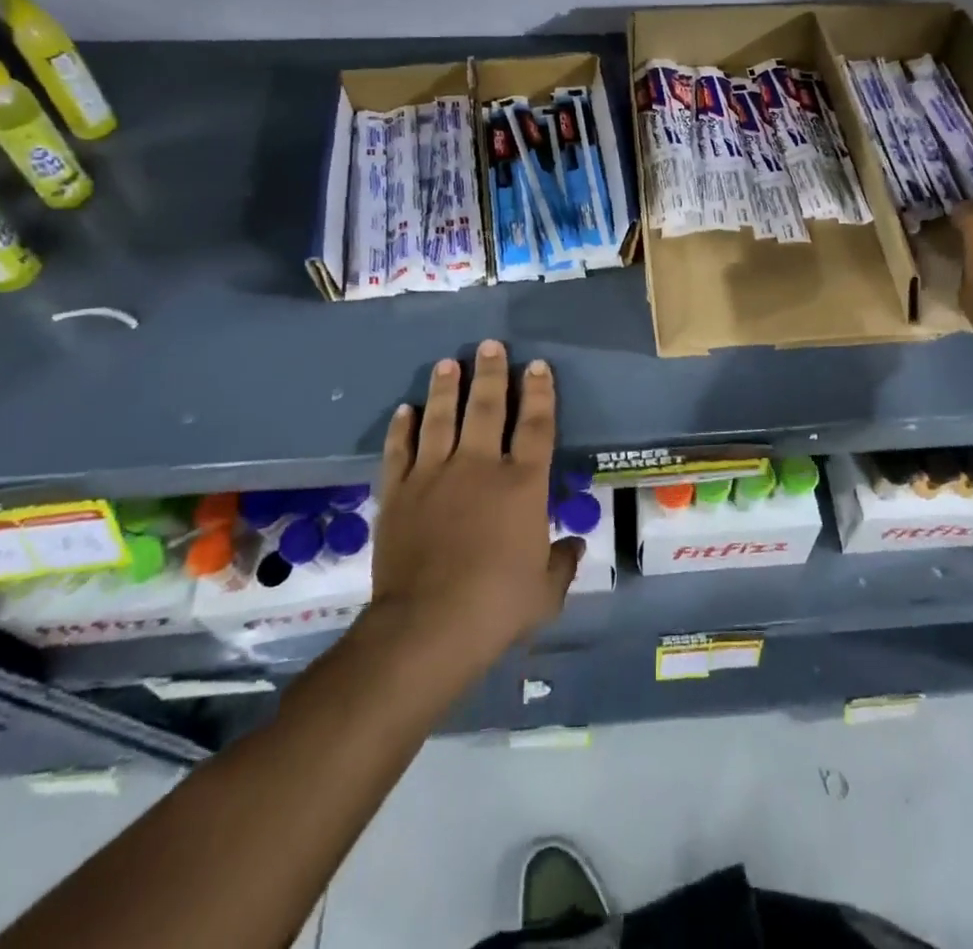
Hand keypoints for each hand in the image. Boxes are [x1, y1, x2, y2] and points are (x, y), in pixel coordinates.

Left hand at [369, 340, 579, 671]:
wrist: (427, 626)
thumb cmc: (497, 606)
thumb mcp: (545, 592)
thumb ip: (561, 564)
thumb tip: (573, 547)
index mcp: (522, 484)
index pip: (536, 425)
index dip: (539, 392)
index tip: (537, 366)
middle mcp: (479, 467)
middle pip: (486, 407)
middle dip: (491, 373)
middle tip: (489, 345)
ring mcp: (434, 475)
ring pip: (441, 418)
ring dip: (445, 388)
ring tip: (448, 363)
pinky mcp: (399, 492)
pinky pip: (400, 450)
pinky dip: (402, 428)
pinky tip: (405, 410)